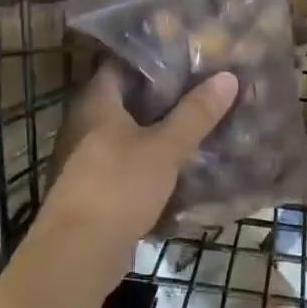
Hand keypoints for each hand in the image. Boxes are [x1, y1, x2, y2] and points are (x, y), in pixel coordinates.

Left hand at [39, 64, 238, 252]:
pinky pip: (129, 164)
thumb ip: (195, 114)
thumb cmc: (118, 188)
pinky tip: (182, 162)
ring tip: (200, 120)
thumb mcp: (164, 148)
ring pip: (130, 134)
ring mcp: (88, 159)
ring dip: (159, 130)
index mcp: (96, 103)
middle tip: (203, 86)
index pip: (121, 64)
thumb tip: (227, 77)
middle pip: (128, 99)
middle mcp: (86, 125)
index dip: (153, 57)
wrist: (79, 253)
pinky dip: (152, 160)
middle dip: (163, 95)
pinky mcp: (97, 189)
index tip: (188, 53)